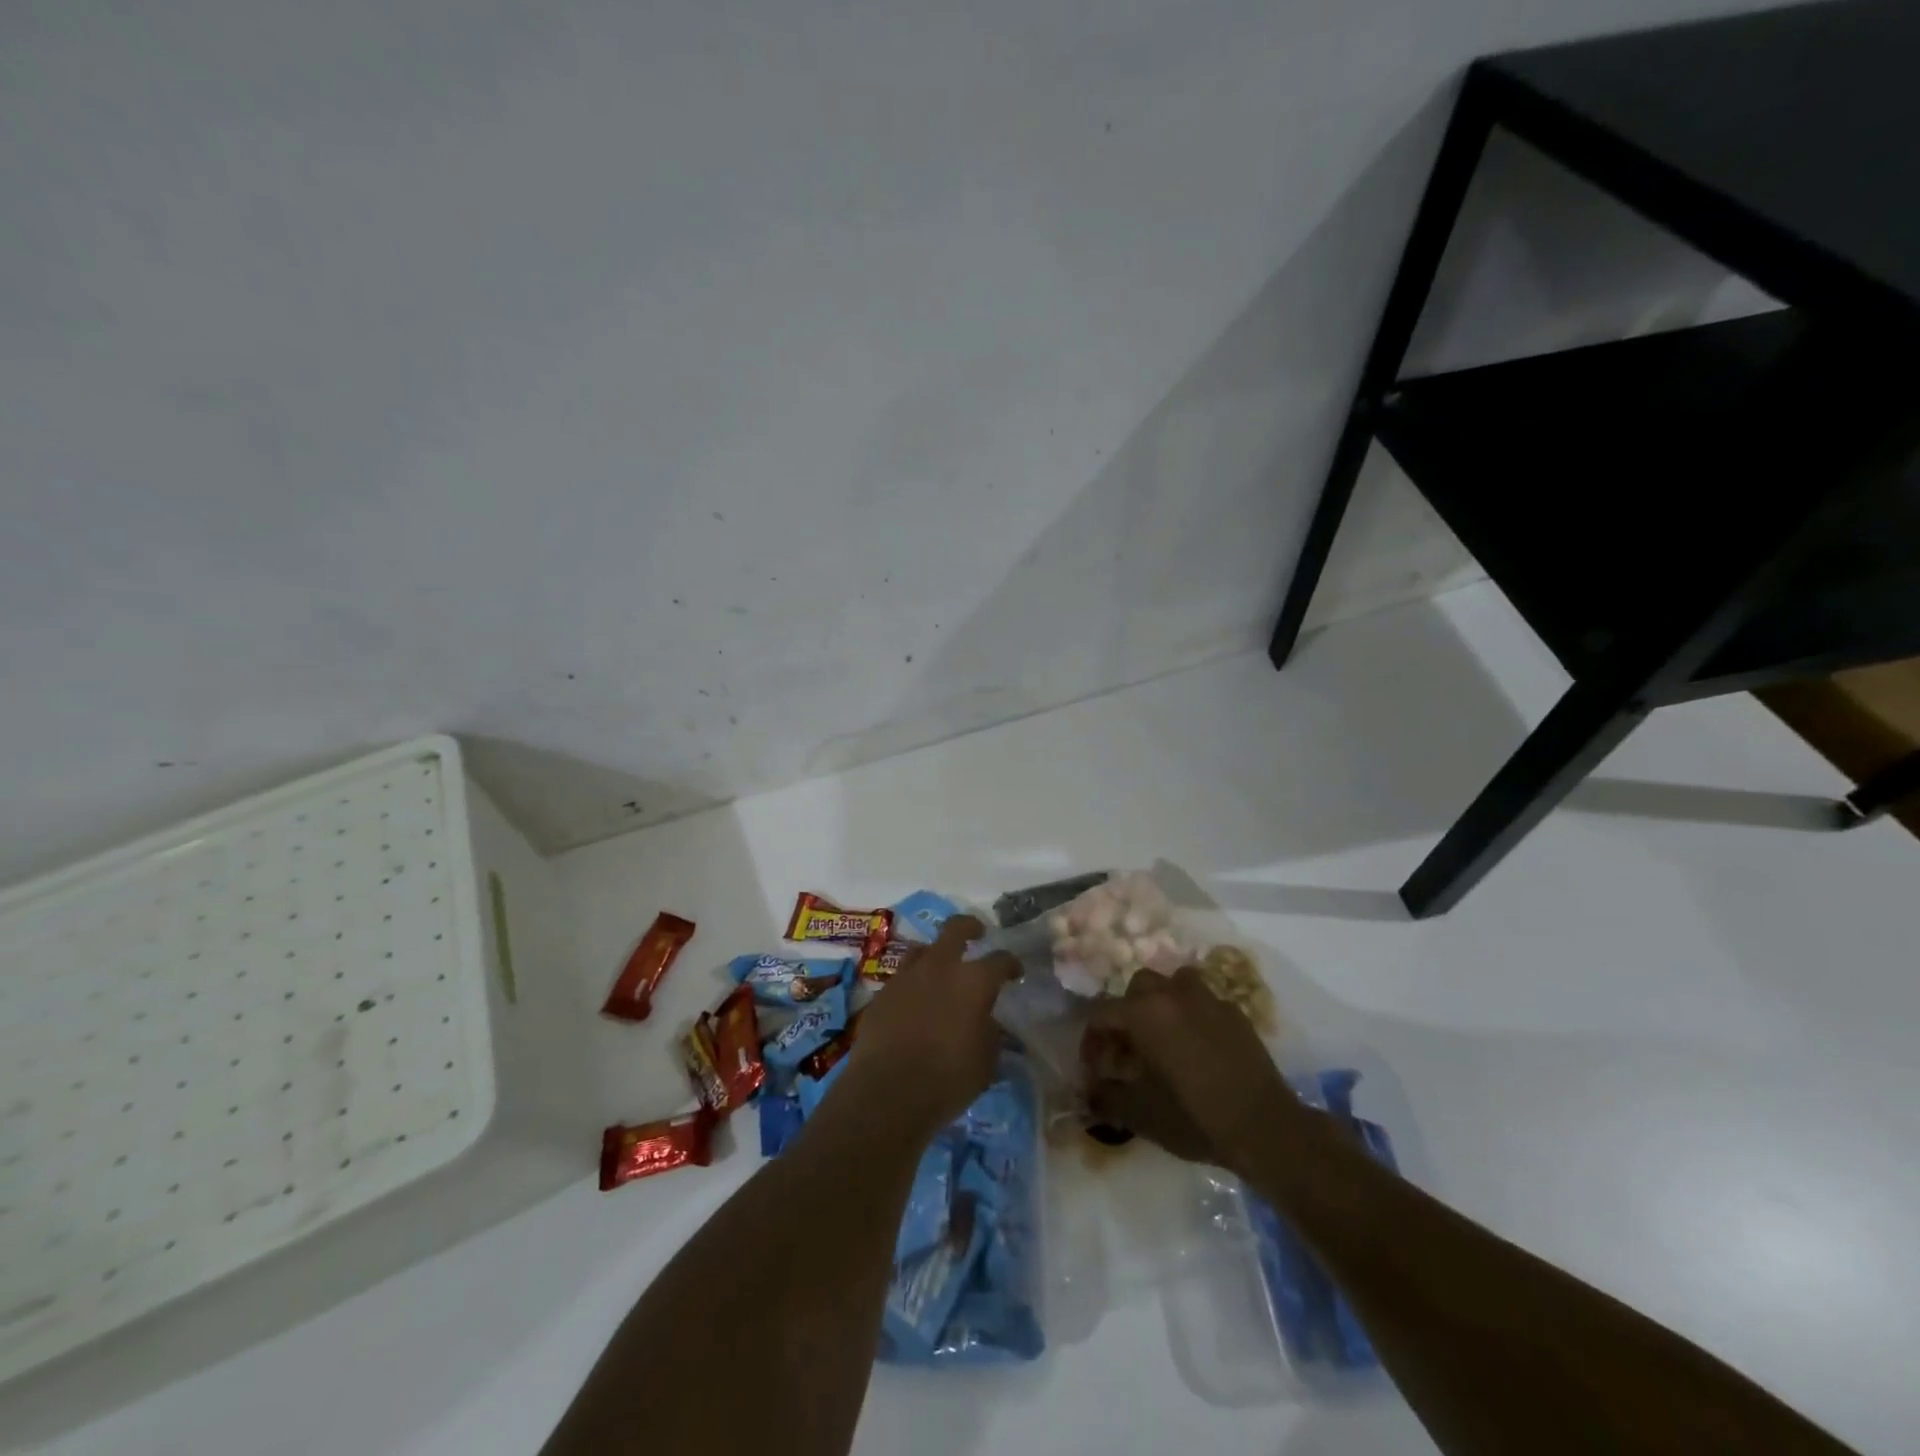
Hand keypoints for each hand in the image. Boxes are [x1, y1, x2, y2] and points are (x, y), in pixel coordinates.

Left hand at [845, 915, 1016, 1135]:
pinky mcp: (882, 992)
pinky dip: (913, 983)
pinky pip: (903, 977)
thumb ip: (990, 1033)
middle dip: (970, 926)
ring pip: (924, 948)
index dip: (1010, 964)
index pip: (1000, 960)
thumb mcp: (986, 1062)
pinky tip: (916, 1001)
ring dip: (936, 954)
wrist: (887, 1090)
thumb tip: (988, 1021)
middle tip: (978, 932)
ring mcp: (907, 976)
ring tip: (941, 968)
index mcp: (973, 981)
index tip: (1015, 972)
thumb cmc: (948, 1079)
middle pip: (956, 928)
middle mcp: (940, 967)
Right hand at [1083, 966, 1299, 1178]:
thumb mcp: (1139, 1114)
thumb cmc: (1193, 1117)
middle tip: (1128, 1048)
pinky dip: (1193, 1015)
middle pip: (1138, 987)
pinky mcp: (1236, 1013)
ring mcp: (1209, 999)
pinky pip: (1204, 1002)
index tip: (1094, 1067)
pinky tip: (1198, 1047)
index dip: (1092, 1040)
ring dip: (1162, 1003)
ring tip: (1164, 1037)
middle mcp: (1173, 994)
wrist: (1264, 1128)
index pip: (1102, 1013)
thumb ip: (1105, 1098)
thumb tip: (1088, 1092)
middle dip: (1127, 1013)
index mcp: (1144, 1012)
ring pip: (1174, 984)